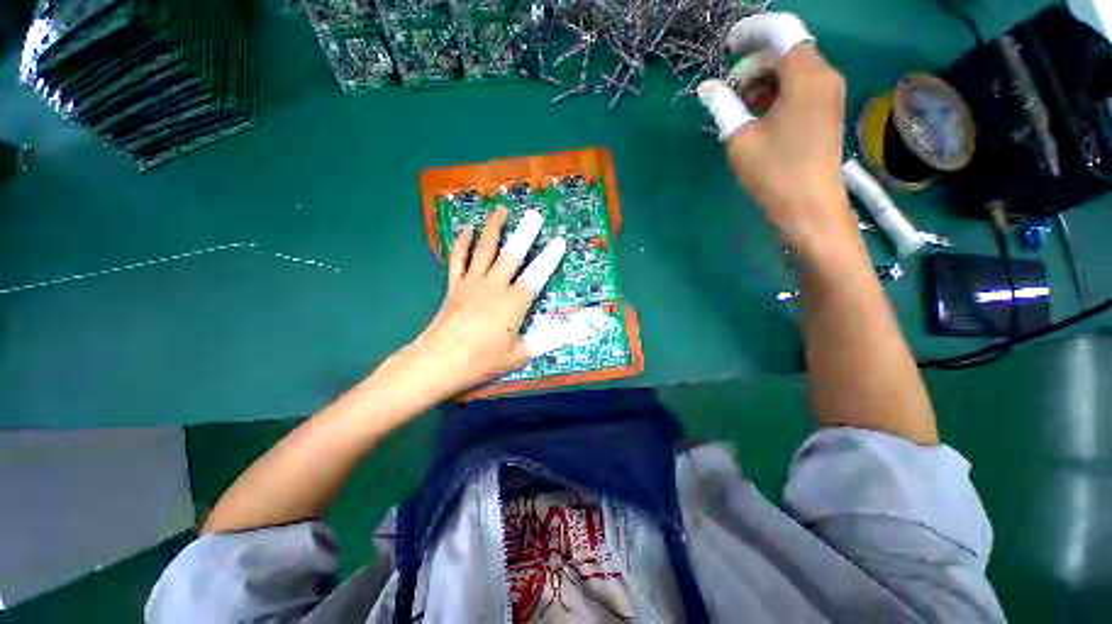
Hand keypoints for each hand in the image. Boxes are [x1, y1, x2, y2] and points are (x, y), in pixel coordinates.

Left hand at [398, 206, 565, 398]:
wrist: (439, 362)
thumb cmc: (482, 360)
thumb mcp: (520, 354)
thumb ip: (549, 339)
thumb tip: (577, 332)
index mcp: (514, 302)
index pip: (537, 275)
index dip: (550, 257)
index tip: (559, 240)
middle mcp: (494, 286)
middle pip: (512, 254)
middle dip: (525, 233)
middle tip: (534, 214)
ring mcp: (472, 283)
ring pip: (484, 249)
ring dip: (493, 228)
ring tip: (501, 209)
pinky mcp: (454, 286)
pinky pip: (458, 259)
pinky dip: (462, 243)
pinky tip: (466, 229)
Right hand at [698, 13, 857, 258]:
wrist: (810, 208)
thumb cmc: (774, 173)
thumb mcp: (741, 139)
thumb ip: (724, 106)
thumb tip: (707, 88)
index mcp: (806, 76)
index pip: (781, 31)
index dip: (752, 32)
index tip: (727, 46)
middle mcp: (824, 76)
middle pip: (785, 51)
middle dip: (753, 65)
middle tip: (727, 94)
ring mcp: (828, 94)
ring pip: (791, 70)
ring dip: (762, 82)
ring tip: (739, 111)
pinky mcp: (826, 111)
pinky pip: (799, 88)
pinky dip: (775, 94)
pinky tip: (757, 118)